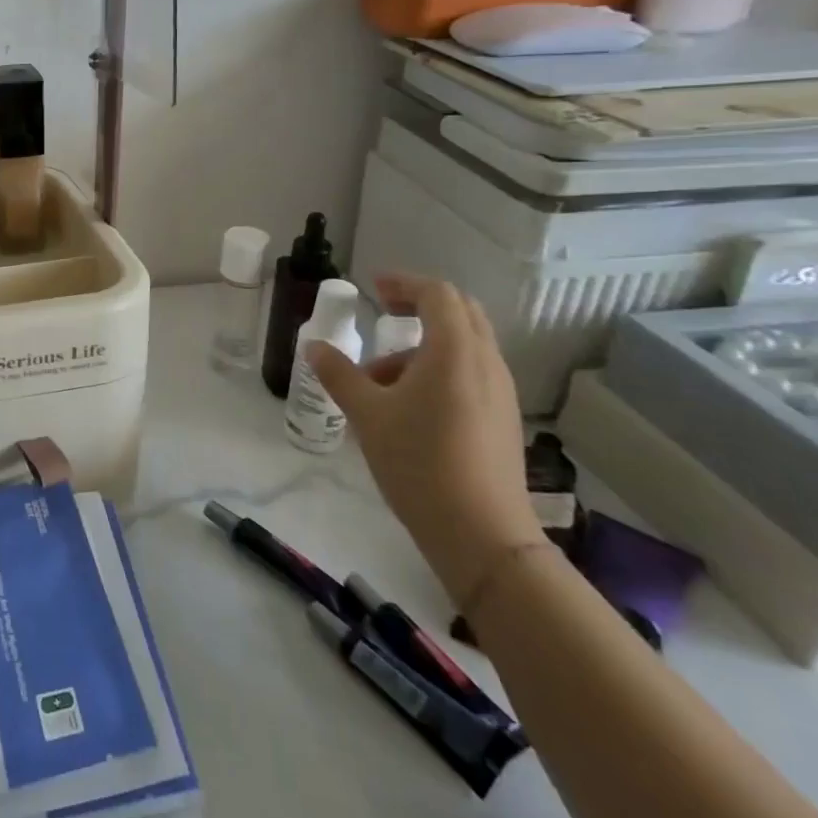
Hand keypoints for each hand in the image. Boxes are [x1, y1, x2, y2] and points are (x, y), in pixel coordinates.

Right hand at [310, 275, 543, 606]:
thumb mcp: (367, 415)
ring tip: (381, 377)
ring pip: (466, 344)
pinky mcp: (502, 418)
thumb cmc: (418, 463)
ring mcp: (501, 392)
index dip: (404, 283)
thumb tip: (315, 347)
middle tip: (385, 311)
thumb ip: (338, 374)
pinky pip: (472, 372)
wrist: (481, 534)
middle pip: (461, 312)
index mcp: (454, 351)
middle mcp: (486, 362)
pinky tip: (409, 405)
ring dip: (425, 343)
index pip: (437, 294)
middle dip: (421, 304)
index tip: (373, 287)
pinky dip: (440, 368)